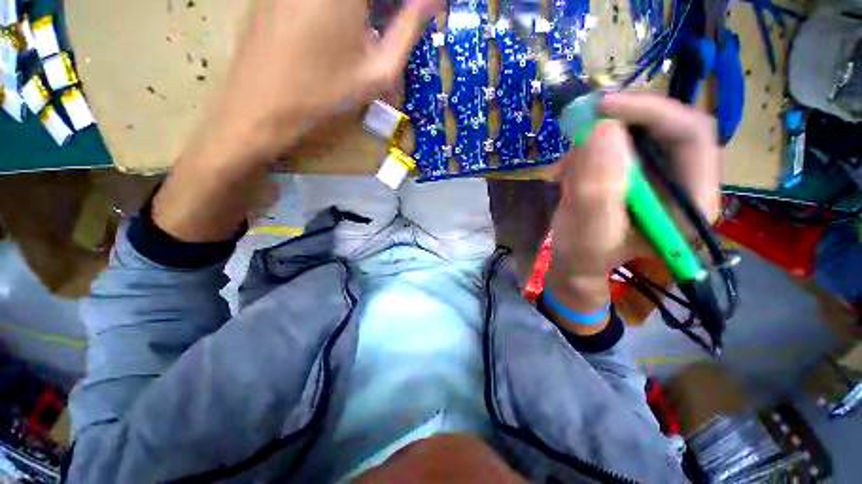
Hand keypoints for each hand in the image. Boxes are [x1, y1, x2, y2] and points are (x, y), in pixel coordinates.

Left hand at [212, 0, 442, 160]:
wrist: (261, 106)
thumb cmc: (325, 94)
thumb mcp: (378, 72)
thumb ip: (409, 29)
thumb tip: (433, 1)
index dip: (407, 5)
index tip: (416, 15)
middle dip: (387, 8)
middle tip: (398, 23)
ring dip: (366, 10)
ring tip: (370, 31)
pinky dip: (343, 10)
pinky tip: (342, 29)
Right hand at [544, 93, 720, 333]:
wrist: (575, 265)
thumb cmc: (583, 258)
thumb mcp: (587, 233)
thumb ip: (597, 189)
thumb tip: (602, 129)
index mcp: (690, 204)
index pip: (692, 135)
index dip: (651, 112)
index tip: (602, 108)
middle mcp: (683, 183)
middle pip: (665, 127)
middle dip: (619, 124)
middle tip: (579, 129)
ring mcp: (658, 176)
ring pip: (636, 133)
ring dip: (596, 143)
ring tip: (566, 171)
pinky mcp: (635, 174)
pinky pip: (615, 145)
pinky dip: (587, 151)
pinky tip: (568, 173)